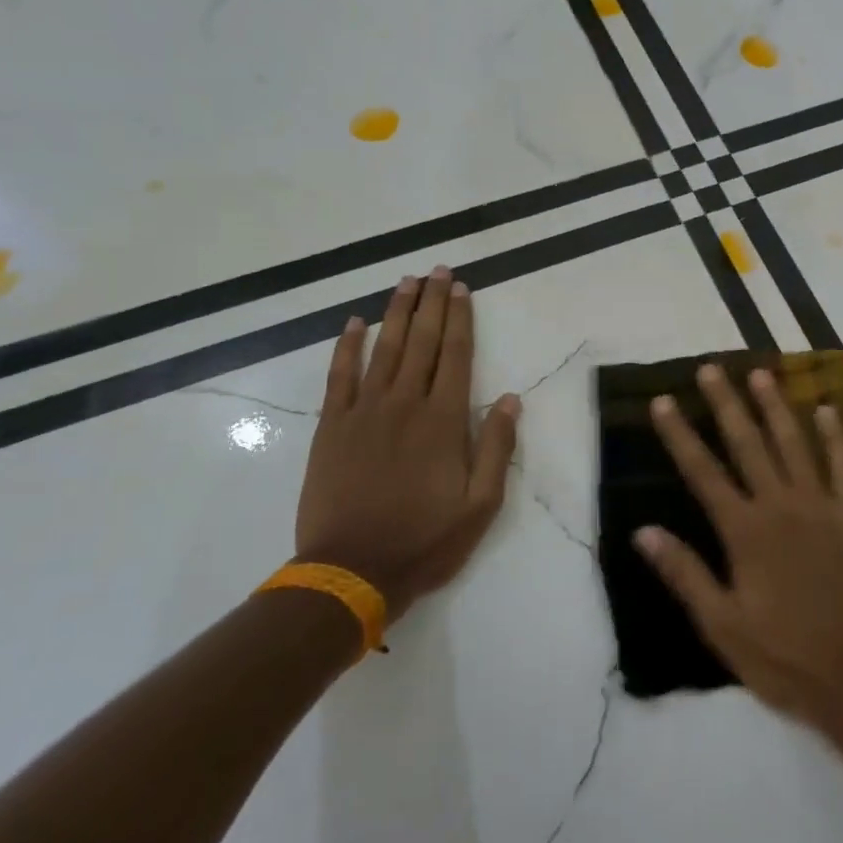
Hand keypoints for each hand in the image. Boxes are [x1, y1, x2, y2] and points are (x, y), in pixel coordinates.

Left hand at [295, 267, 520, 622]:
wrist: (351, 571)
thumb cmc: (424, 540)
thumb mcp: (480, 504)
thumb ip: (496, 447)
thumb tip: (510, 399)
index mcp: (443, 420)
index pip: (456, 355)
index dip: (460, 318)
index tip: (461, 288)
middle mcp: (405, 403)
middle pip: (421, 341)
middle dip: (431, 303)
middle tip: (437, 270)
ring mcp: (365, 412)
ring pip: (384, 349)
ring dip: (396, 312)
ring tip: (406, 282)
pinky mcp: (333, 426)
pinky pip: (340, 376)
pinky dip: (347, 346)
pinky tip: (354, 323)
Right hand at [636, 364, 842, 724]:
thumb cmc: (784, 657)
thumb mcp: (722, 626)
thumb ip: (685, 574)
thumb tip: (643, 532)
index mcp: (745, 531)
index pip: (703, 472)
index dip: (679, 435)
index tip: (662, 400)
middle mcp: (780, 506)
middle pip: (747, 443)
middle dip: (726, 403)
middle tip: (711, 368)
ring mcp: (821, 506)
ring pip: (794, 443)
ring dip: (776, 406)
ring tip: (760, 373)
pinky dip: (836, 436)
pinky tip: (828, 409)